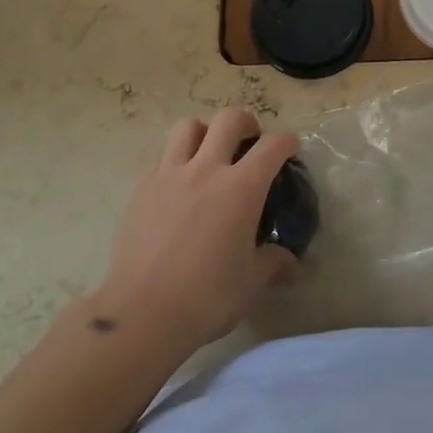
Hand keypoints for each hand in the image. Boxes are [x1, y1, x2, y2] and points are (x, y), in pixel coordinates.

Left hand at [95, 108, 300, 352]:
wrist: (142, 314)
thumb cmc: (206, 298)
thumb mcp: (250, 282)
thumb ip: (273, 263)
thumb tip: (291, 263)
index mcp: (241, 188)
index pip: (272, 146)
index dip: (287, 142)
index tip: (290, 149)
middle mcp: (207, 169)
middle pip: (229, 119)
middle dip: (246, 123)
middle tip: (249, 141)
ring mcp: (170, 174)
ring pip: (188, 126)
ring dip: (204, 132)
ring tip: (208, 152)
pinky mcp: (141, 187)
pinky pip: (160, 156)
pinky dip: (174, 159)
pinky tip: (177, 184)